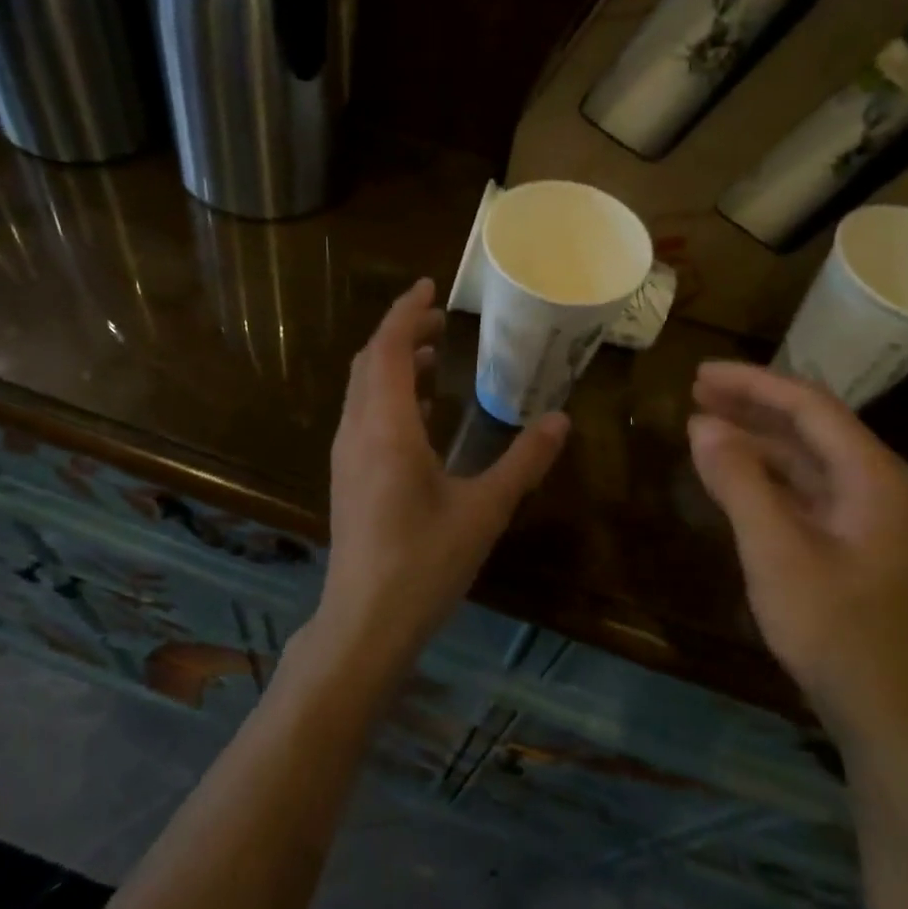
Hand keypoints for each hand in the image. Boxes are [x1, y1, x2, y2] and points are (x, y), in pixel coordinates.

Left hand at [318, 278, 569, 660]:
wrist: (365, 621)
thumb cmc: (424, 563)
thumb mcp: (484, 510)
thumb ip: (523, 462)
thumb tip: (561, 421)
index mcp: (387, 427)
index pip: (388, 348)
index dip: (406, 312)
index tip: (431, 287)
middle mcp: (358, 431)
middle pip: (370, 362)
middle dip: (402, 333)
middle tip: (442, 321)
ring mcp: (347, 456)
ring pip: (363, 390)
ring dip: (393, 365)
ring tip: (437, 357)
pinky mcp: (347, 478)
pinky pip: (363, 416)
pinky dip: (389, 397)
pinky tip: (422, 414)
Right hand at [688, 360, 907, 754]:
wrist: (885, 711)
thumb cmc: (834, 629)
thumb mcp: (776, 552)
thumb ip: (740, 482)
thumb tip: (702, 424)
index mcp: (871, 475)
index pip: (808, 405)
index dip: (752, 383)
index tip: (699, 373)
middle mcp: (875, 484)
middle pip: (809, 425)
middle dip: (752, 404)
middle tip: (694, 390)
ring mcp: (864, 515)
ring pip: (804, 458)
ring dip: (755, 438)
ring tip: (703, 425)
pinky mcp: (849, 542)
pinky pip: (802, 490)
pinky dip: (764, 475)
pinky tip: (731, 475)